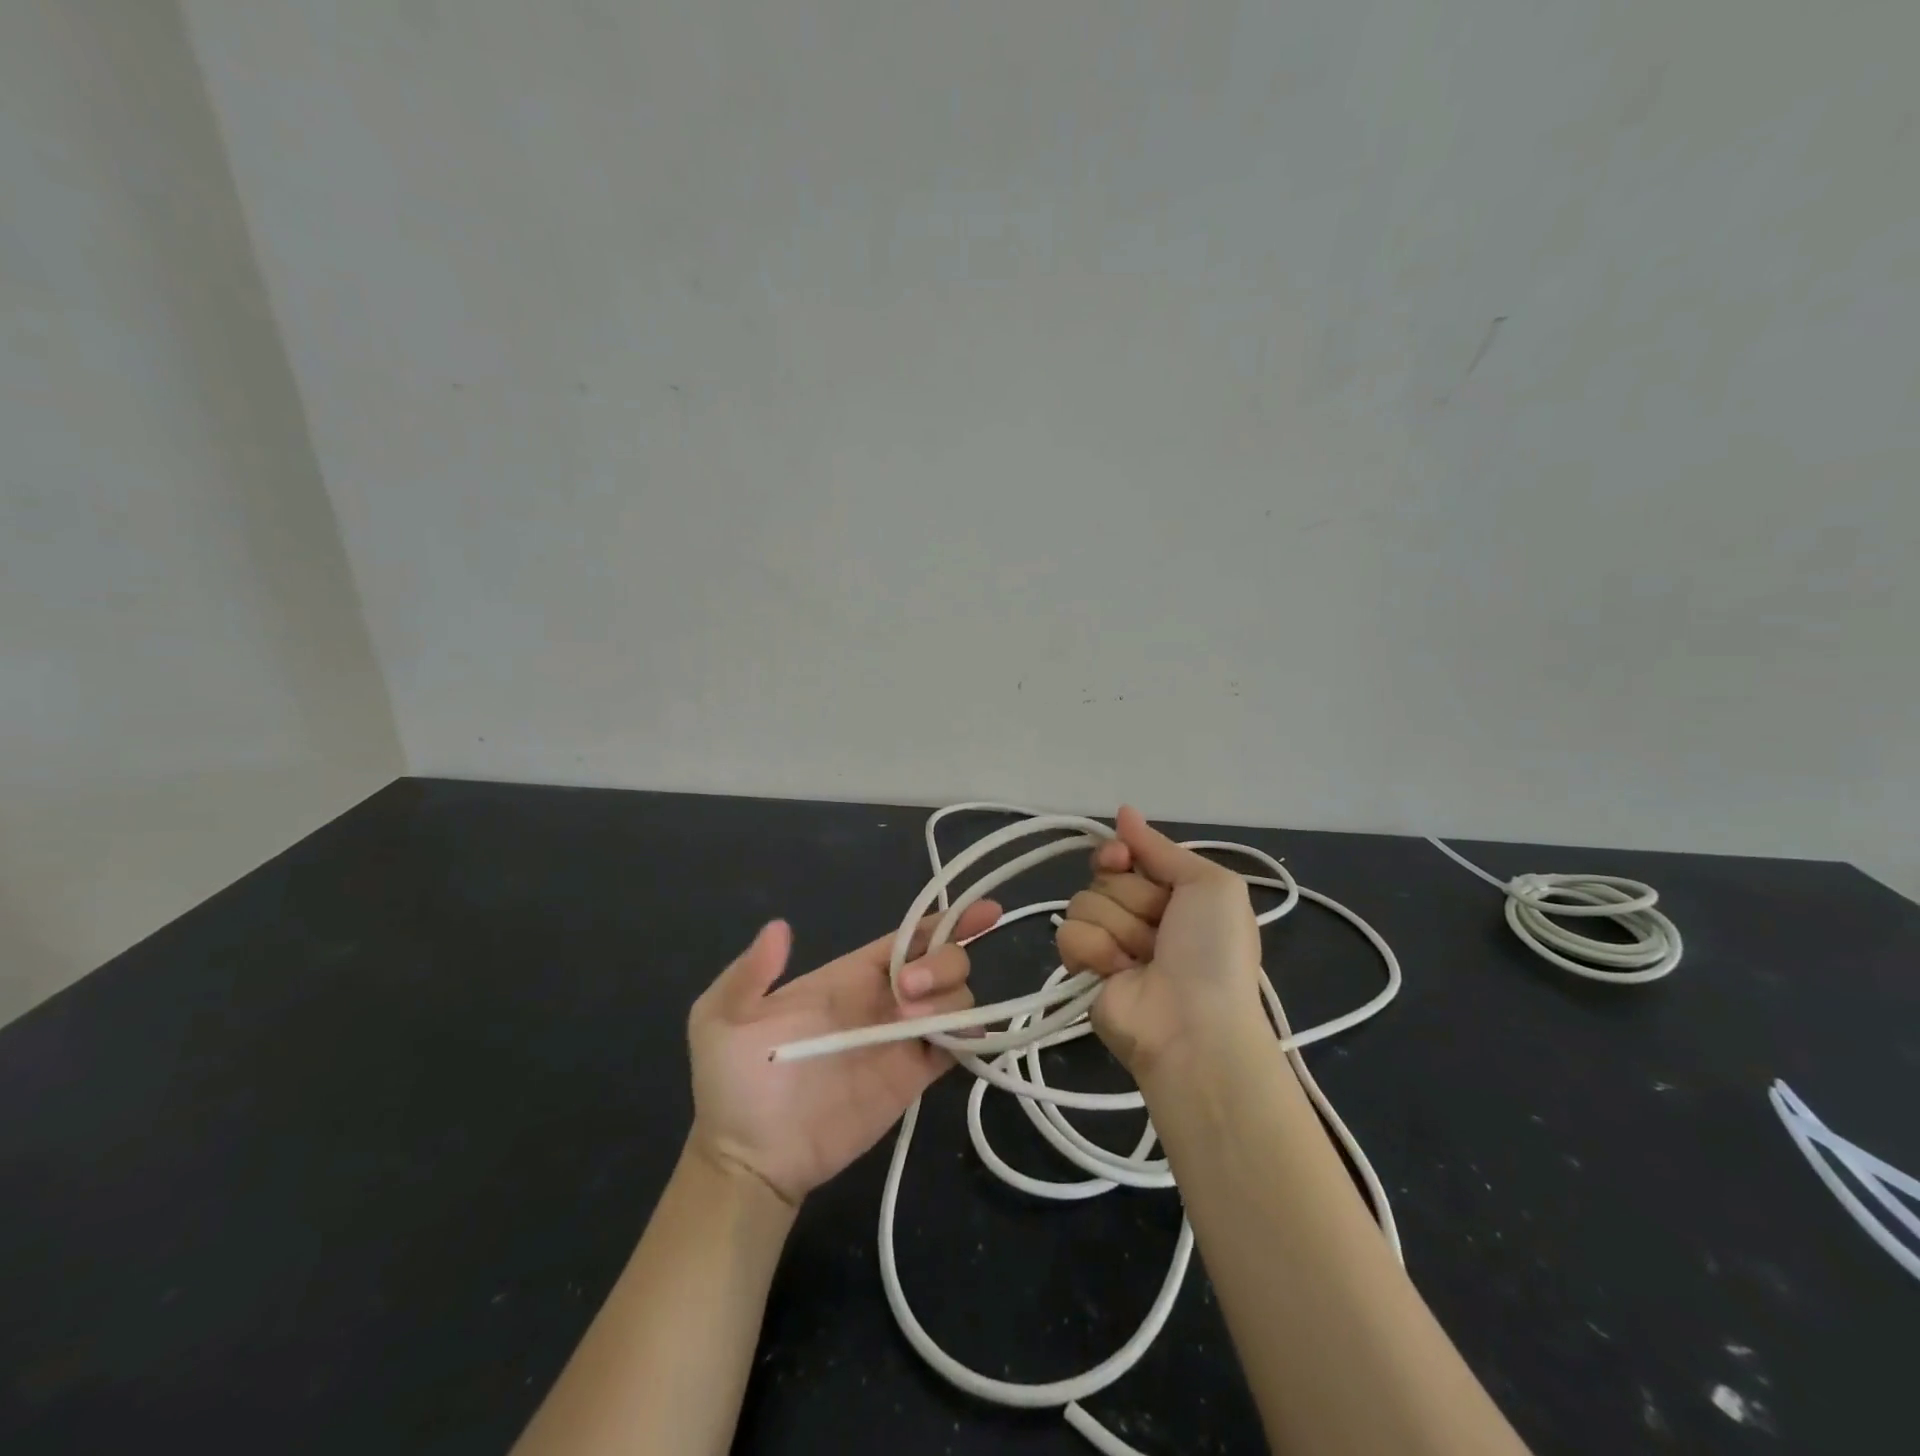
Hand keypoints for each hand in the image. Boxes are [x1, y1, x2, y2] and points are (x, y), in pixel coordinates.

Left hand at [686, 902, 1000, 1205]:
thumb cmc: (734, 1083)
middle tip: (908, 992)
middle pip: (942, 961)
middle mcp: (885, 999)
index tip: (982, 912)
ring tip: (914, 1022)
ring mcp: (902, 1039)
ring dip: (951, 1000)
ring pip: (957, 999)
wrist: (749, 1158)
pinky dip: (973, 1037)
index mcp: (849, 975)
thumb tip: (778, 928)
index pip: (908, 937)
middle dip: (942, 962)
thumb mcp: (719, 1018)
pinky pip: (958, 1047)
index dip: (945, 921)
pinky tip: (965, 1038)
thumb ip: (748, 973)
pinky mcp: (913, 1078)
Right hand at [1055, 806, 1262, 1078]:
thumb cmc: (1212, 951)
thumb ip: (1161, 847)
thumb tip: (1124, 811)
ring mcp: (1109, 942)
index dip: (1118, 854)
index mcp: (1171, 893)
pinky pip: (1068, 935)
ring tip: (1143, 958)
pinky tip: (1117, 973)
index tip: (1121, 859)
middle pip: (1103, 877)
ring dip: (1118, 928)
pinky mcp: (1083, 970)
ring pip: (1083, 903)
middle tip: (1158, 928)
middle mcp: (1139, 914)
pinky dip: (1094, 951)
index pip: (1124, 854)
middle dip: (1131, 899)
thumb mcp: (1210, 885)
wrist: (1194, 1026)